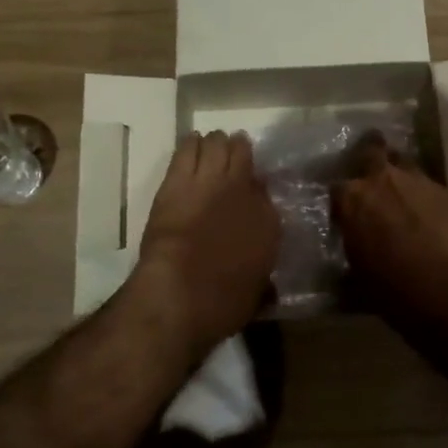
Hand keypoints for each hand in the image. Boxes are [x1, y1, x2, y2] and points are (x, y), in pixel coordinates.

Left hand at [132, 130, 279, 357]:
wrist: (181, 294)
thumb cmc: (222, 304)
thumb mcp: (257, 290)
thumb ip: (262, 271)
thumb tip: (266, 274)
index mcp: (269, 220)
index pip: (265, 189)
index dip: (255, 186)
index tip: (249, 189)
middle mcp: (244, 191)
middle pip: (243, 155)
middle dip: (237, 153)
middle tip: (231, 157)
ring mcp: (211, 181)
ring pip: (217, 143)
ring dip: (215, 144)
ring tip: (211, 147)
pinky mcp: (178, 180)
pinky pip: (187, 149)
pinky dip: (191, 144)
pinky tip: (191, 144)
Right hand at [334, 137, 447, 318]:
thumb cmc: (393, 289)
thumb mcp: (358, 277)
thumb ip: (352, 253)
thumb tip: (349, 257)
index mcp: (353, 199)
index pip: (337, 188)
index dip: (343, 200)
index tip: (347, 213)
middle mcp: (383, 179)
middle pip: (372, 150)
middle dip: (370, 157)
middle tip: (373, 176)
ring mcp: (420, 181)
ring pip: (406, 166)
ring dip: (402, 179)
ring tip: (406, 201)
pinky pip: (433, 188)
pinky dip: (429, 199)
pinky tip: (435, 220)